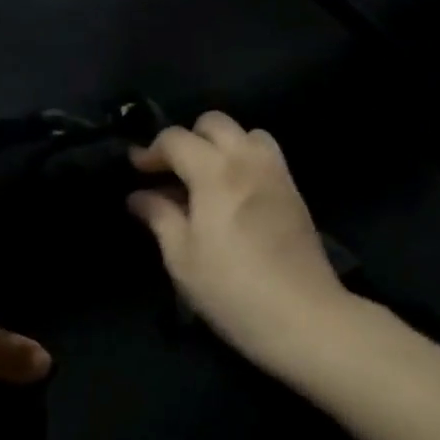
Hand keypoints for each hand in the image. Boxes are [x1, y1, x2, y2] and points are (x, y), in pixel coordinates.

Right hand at [128, 113, 353, 369]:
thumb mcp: (182, 258)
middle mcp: (248, 160)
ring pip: (246, 133)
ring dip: (221, 144)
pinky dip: (244, 158)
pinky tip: (233, 193)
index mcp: (215, 172)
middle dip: (188, 139)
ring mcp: (276, 173)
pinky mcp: (294, 191)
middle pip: (214, 123)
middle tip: (171, 171)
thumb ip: (159, 217)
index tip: (136, 170)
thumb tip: (139, 196)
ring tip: (206, 177)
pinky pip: (266, 154)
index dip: (151, 150)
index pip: (176, 138)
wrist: (303, 316)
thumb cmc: (231, 289)